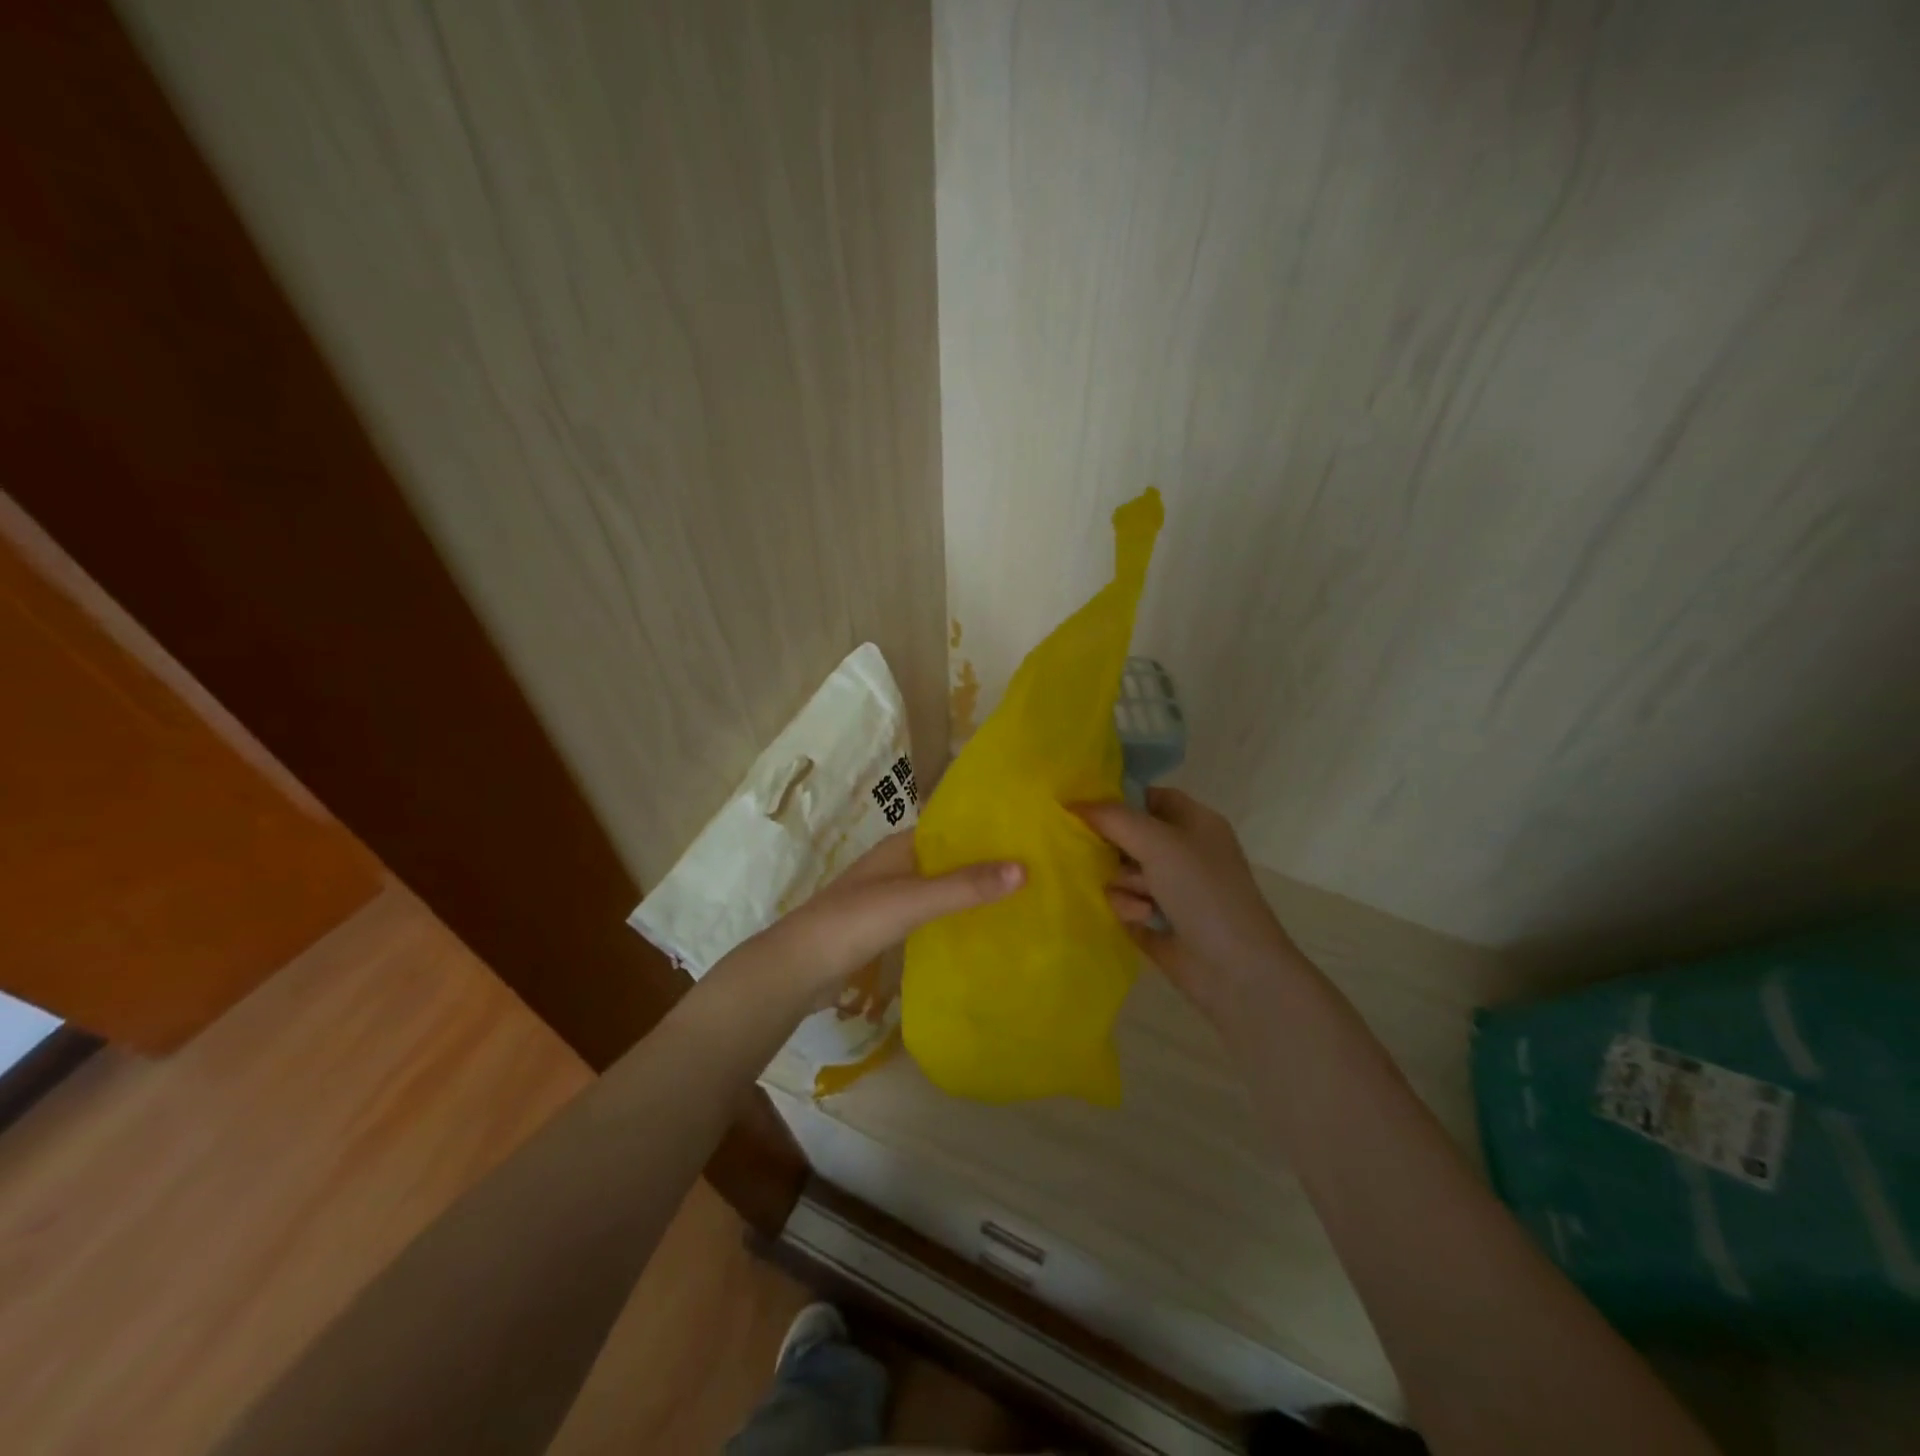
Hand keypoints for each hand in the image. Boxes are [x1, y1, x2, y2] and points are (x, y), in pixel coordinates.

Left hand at [768, 830, 1023, 993]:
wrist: (798, 968)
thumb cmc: (855, 921)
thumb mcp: (914, 900)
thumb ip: (965, 886)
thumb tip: (1024, 869)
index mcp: (901, 846)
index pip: (952, 827)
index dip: (987, 830)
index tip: (1029, 836)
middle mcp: (896, 864)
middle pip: (949, 858)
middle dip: (985, 863)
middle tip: (1035, 870)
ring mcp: (889, 896)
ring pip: (939, 886)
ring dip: (969, 891)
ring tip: (1017, 898)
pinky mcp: (885, 926)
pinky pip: (929, 913)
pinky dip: (952, 916)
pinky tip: (978, 929)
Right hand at [1074, 788, 1305, 1026]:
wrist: (1235, 969)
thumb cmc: (1204, 892)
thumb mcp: (1160, 843)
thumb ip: (1114, 818)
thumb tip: (1073, 803)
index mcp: (1193, 823)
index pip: (1148, 798)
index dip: (1118, 799)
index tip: (1083, 807)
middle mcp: (1181, 851)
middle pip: (1126, 835)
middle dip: (1114, 848)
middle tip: (1105, 855)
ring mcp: (1168, 887)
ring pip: (1119, 870)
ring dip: (1124, 883)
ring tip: (1144, 899)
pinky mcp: (1153, 919)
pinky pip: (1121, 902)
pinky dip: (1128, 908)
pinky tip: (1144, 919)